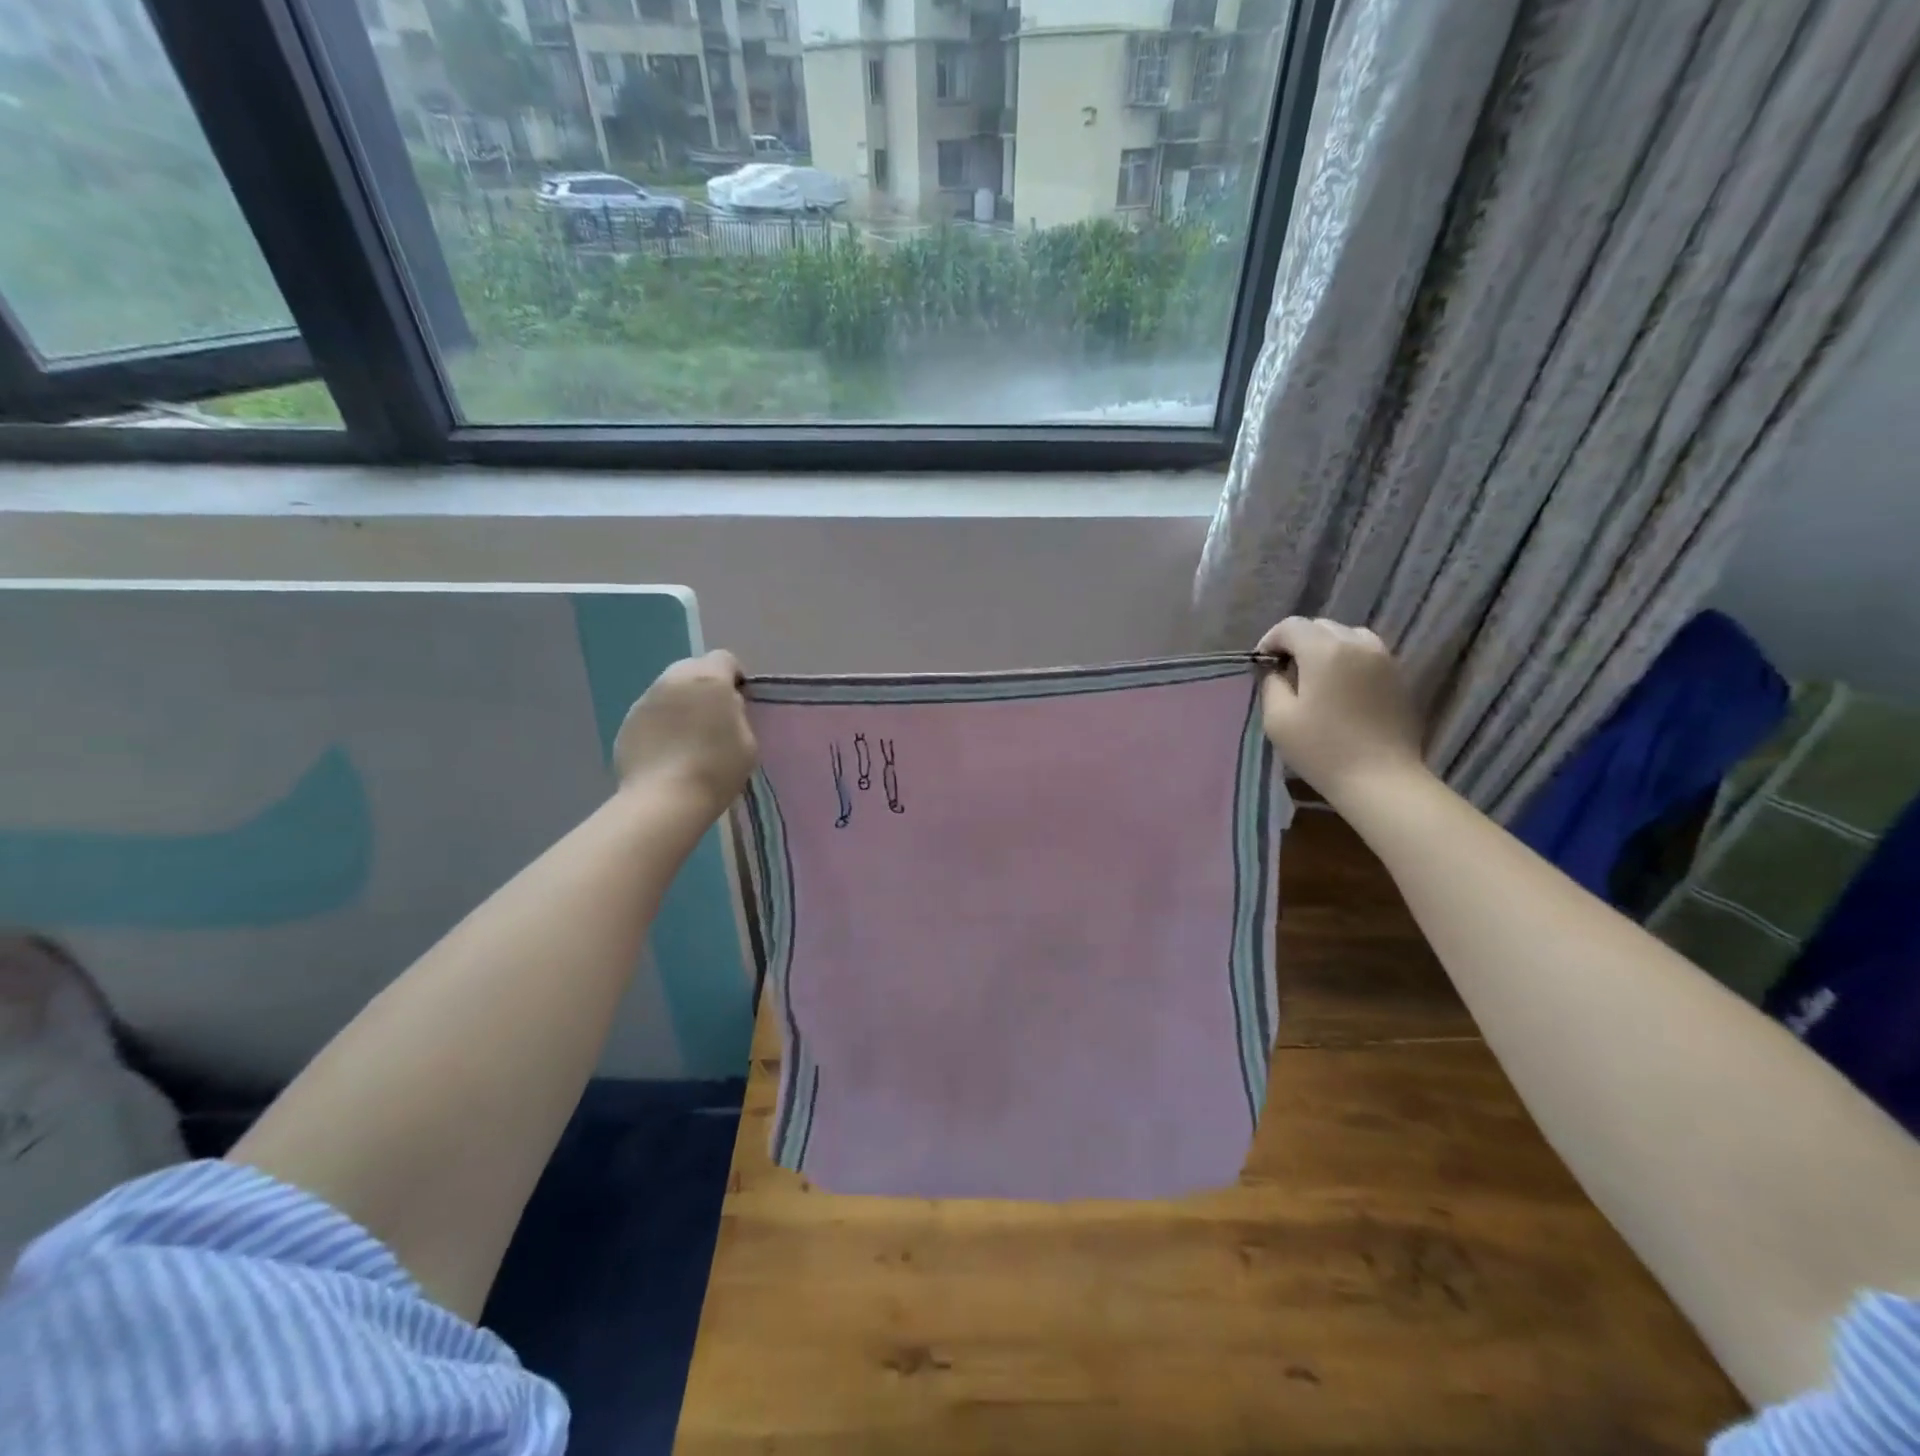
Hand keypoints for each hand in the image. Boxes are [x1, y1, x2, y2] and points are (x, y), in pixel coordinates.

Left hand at [613, 651, 757, 813]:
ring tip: (688, 736)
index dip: (734, 676)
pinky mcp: (627, 722)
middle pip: (693, 668)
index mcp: (709, 680)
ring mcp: (646, 699)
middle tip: (713, 717)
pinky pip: (651, 712)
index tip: (739, 701)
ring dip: (681, 703)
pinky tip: (668, 751)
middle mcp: (674, 680)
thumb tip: (726, 706)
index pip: (724, 658)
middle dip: (705, 686)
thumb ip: (737, 713)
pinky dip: (661, 723)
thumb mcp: (748, 741)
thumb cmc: (717, 769)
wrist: (665, 799)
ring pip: (669, 689)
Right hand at [1255, 617, 1426, 810]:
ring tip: (1316, 677)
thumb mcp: (1278, 718)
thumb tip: (1276, 670)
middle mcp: (1357, 644)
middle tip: (1286, 673)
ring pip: (1347, 636)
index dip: (1270, 640)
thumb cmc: (1322, 749)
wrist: (1380, 778)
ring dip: (1325, 648)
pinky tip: (1341, 689)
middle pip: (1320, 626)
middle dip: (1298, 643)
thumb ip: (1272, 684)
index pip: (1291, 626)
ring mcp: (1383, 658)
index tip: (1263, 666)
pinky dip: (1348, 660)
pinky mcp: (1398, 676)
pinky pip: (1367, 653)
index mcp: (1324, 650)